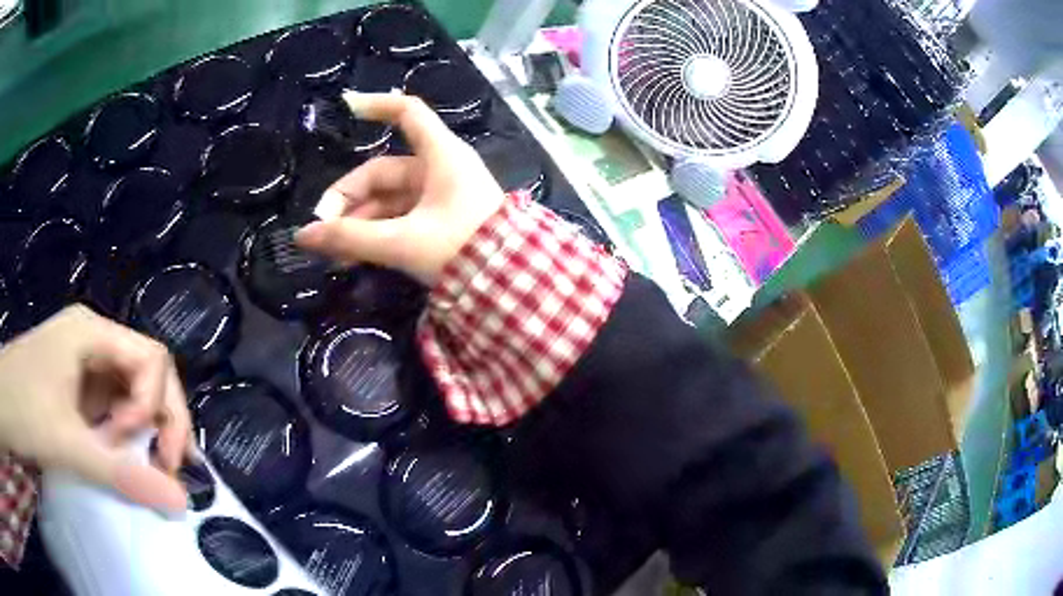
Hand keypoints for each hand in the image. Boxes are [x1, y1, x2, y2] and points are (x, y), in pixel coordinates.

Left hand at [0, 305, 189, 510]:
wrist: (5, 404)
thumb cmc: (22, 409)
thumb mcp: (64, 443)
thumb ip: (120, 473)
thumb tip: (181, 502)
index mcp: (91, 333)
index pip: (152, 358)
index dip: (158, 406)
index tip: (143, 450)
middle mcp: (93, 340)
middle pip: (149, 371)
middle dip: (161, 419)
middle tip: (162, 466)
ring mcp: (84, 363)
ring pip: (135, 390)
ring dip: (144, 430)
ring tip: (136, 463)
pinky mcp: (78, 388)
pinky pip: (115, 405)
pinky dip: (127, 435)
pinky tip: (121, 455)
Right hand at [294, 93, 504, 284]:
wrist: (511, 288)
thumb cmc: (461, 251)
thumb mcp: (402, 243)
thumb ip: (350, 238)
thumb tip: (302, 236)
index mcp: (441, 156)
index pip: (408, 113)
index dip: (377, 105)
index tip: (345, 107)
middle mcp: (440, 169)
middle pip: (382, 171)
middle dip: (348, 198)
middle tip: (322, 227)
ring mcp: (440, 196)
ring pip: (388, 200)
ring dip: (358, 222)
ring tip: (332, 252)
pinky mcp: (440, 221)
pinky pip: (399, 219)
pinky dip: (376, 233)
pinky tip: (351, 256)